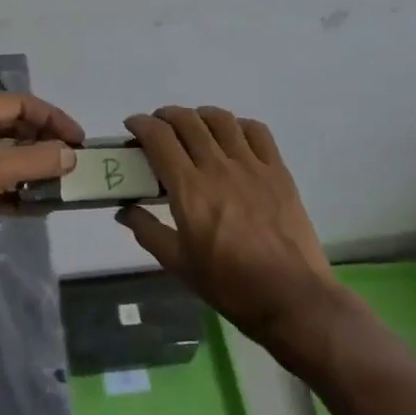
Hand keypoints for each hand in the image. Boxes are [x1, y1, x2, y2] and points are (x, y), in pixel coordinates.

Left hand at [0, 94, 82, 263]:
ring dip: (32, 170)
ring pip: (6, 157)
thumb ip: (37, 161)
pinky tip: (35, 209)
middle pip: (16, 128)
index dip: (54, 118)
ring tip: (59, 188)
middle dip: (45, 144)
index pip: (24, 104)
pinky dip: (15, 191)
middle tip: (71, 163)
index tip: (79, 140)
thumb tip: (70, 154)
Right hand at [117, 107, 333, 346]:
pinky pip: (257, 131)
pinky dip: (238, 125)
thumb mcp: (179, 265)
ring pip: (220, 119)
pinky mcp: (278, 171)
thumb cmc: (230, 285)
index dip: (141, 124)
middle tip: (159, 128)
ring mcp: (251, 166)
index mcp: (189, 190)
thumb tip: (123, 210)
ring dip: (199, 116)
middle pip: (187, 121)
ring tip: (194, 127)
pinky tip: (233, 137)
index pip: (159, 138)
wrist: (292, 298)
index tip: (133, 127)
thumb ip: (148, 231)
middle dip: (166, 116)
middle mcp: (218, 167)